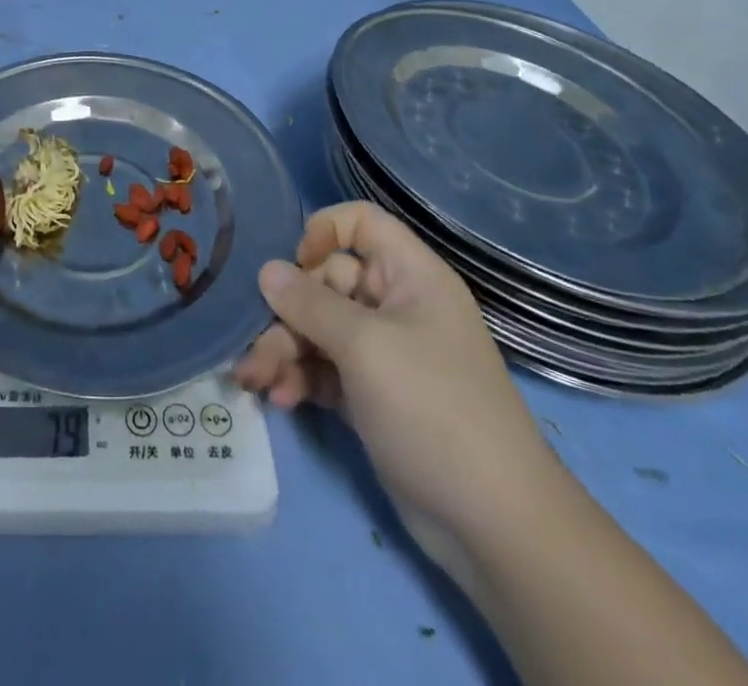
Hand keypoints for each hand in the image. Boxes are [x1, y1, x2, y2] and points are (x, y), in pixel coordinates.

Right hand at [235, 201, 561, 571]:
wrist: (493, 525)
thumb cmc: (433, 409)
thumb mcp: (365, 347)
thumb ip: (310, 303)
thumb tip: (266, 270)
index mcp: (410, 275)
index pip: (361, 223)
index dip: (323, 232)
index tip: (295, 265)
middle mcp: (395, 306)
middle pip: (326, 282)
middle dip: (286, 312)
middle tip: (256, 345)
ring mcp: (383, 353)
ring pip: (318, 329)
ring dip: (283, 350)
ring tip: (255, 380)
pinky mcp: (370, 396)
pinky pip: (323, 368)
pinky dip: (299, 378)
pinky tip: (280, 399)